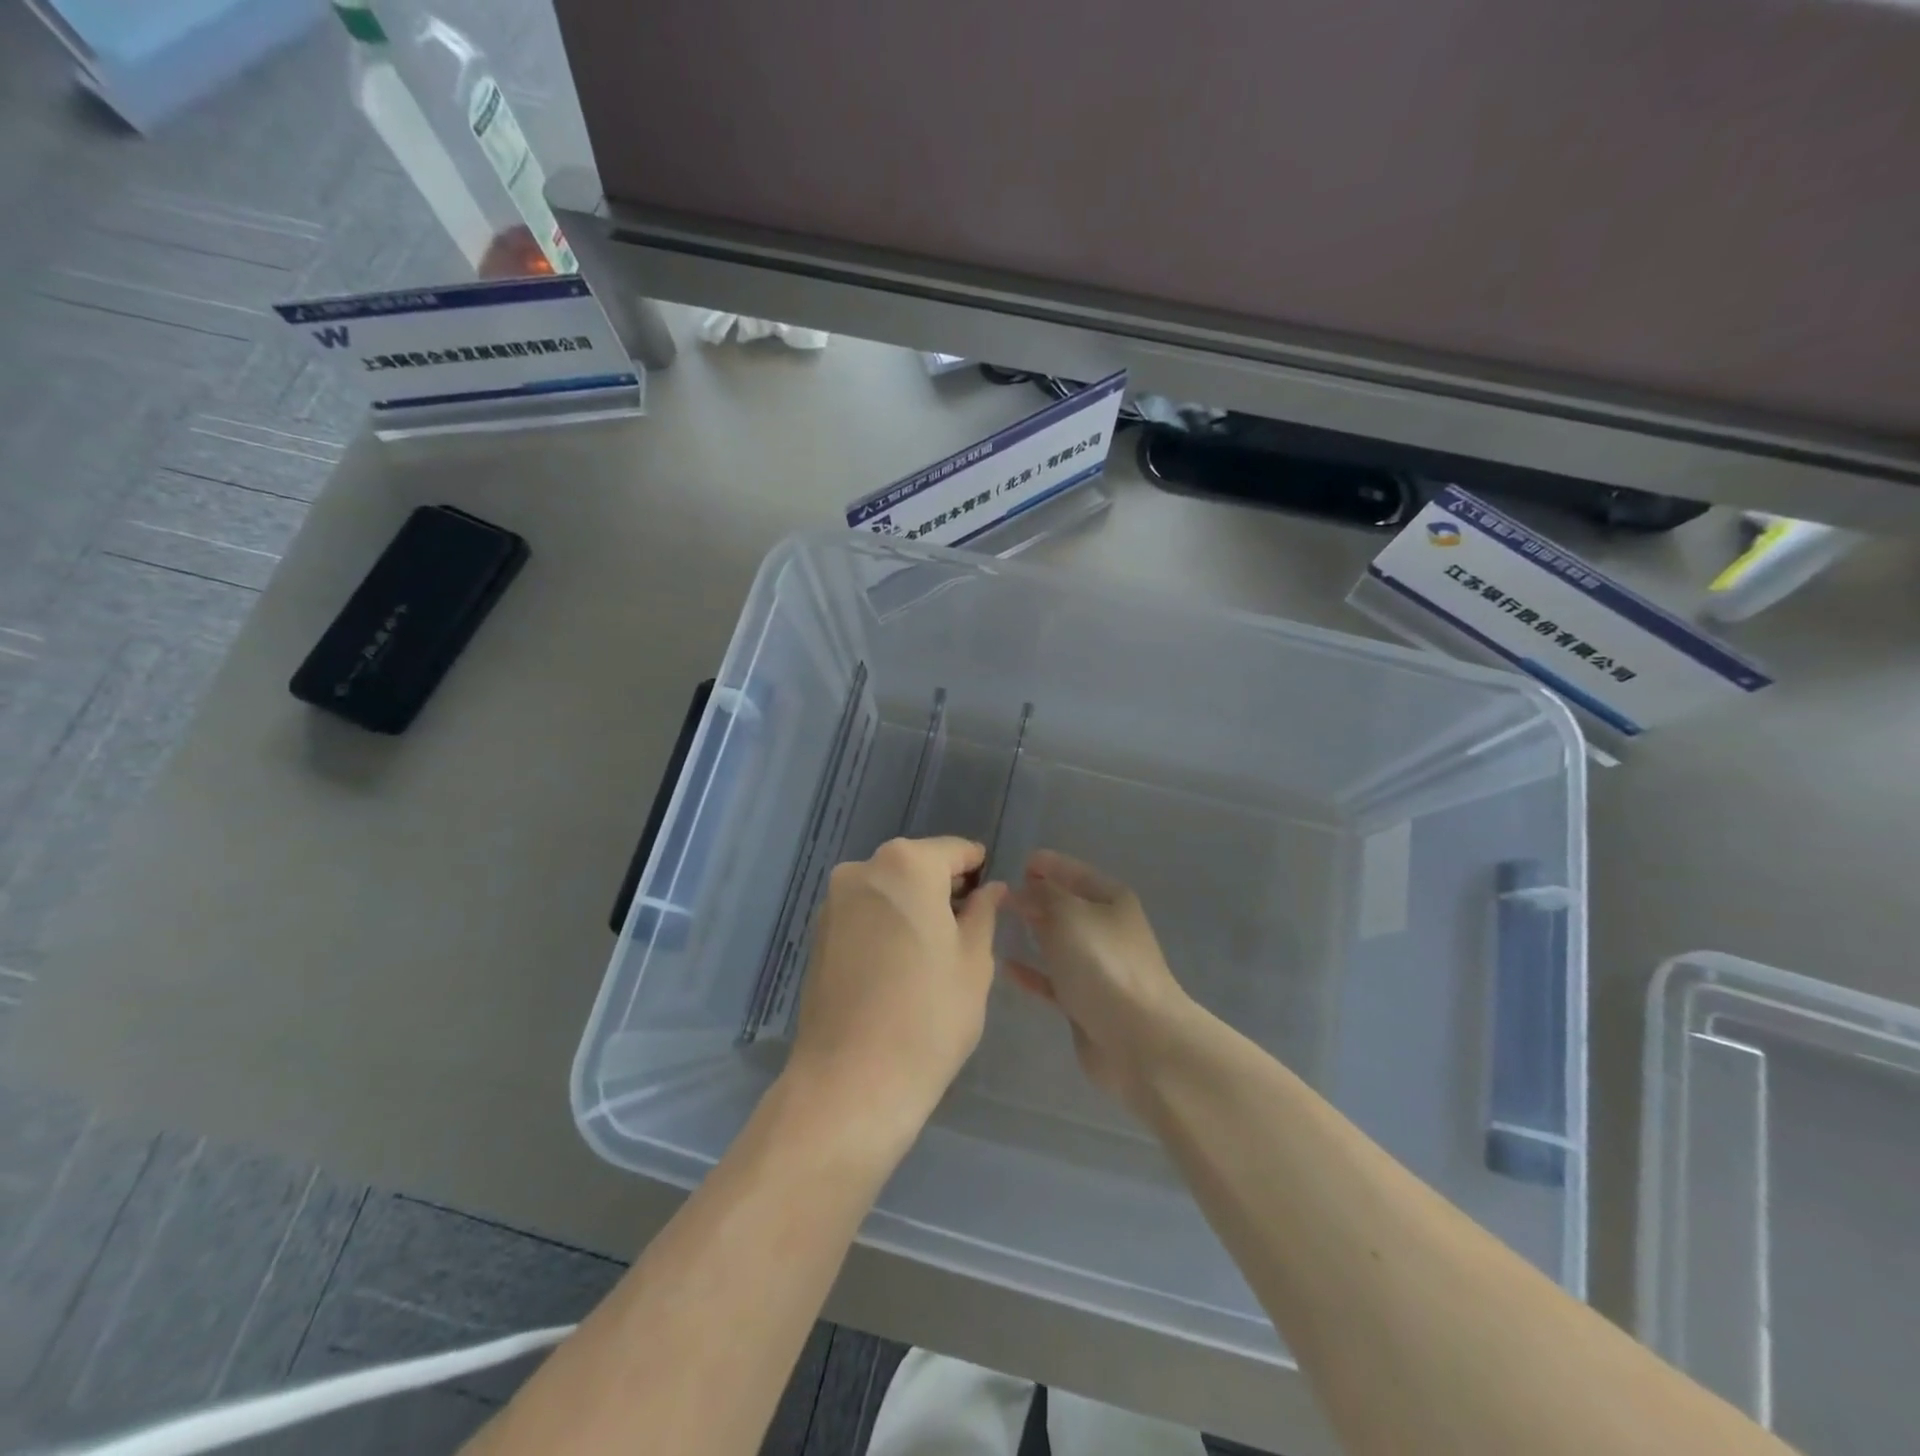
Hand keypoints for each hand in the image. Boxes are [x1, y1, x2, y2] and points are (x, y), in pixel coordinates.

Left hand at [788, 837, 1007, 1139]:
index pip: (954, 850)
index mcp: (906, 865)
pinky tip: (900, 964)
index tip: (991, 895)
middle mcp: (862, 870)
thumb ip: (983, 913)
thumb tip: (990, 889)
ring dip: (912, 905)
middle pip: (916, 865)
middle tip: (967, 927)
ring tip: (934, 950)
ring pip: (887, 889)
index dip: (978, 869)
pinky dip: (885, 924)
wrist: (851, 1082)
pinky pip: (863, 913)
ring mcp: (833, 902)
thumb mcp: (974, 961)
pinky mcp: (817, 934)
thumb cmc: (929, 1015)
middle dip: (943, 887)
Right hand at [1006, 850, 1194, 1107]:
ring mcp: (1098, 966)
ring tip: (997, 924)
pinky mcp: (1086, 1000)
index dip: (1047, 865)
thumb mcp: (1068, 914)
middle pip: (1066, 906)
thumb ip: (1042, 896)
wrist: (1138, 1038)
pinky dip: (1032, 971)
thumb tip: (1023, 889)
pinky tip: (1006, 966)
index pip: (1073, 871)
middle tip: (999, 895)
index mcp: (1111, 899)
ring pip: (1058, 941)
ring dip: (1033, 932)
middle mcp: (1107, 928)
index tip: (1016, 863)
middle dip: (1036, 897)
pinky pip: (1052, 978)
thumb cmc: (1103, 963)